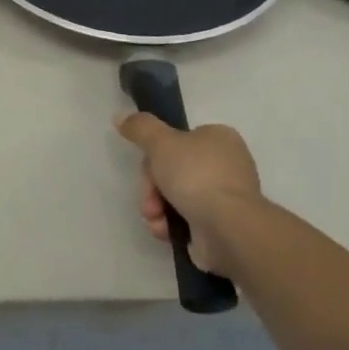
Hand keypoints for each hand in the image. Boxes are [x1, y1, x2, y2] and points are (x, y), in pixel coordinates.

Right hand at [115, 114, 263, 277]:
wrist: (228, 228)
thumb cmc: (196, 176)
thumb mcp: (161, 142)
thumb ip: (140, 128)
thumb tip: (120, 117)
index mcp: (219, 138)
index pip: (177, 140)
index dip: (155, 155)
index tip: (147, 168)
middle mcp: (226, 165)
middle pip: (172, 171)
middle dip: (153, 189)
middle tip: (149, 201)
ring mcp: (225, 197)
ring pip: (176, 197)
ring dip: (157, 209)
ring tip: (156, 221)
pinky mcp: (222, 226)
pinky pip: (187, 220)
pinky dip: (172, 226)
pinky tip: (166, 232)